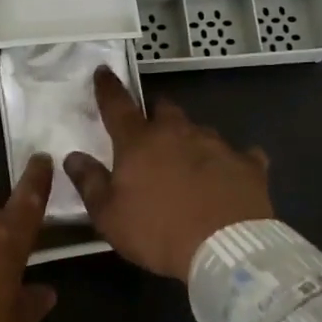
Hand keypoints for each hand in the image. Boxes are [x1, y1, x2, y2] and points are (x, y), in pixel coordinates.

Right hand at [63, 67, 272, 279]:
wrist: (227, 250)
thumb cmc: (158, 232)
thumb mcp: (109, 216)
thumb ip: (90, 183)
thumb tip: (73, 156)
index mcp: (139, 142)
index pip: (117, 105)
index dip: (108, 87)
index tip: (104, 71)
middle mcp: (178, 132)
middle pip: (164, 109)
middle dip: (156, 114)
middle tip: (151, 132)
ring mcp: (217, 144)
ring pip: (199, 131)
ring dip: (191, 141)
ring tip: (190, 165)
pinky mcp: (248, 164)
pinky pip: (239, 156)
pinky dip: (231, 163)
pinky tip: (231, 177)